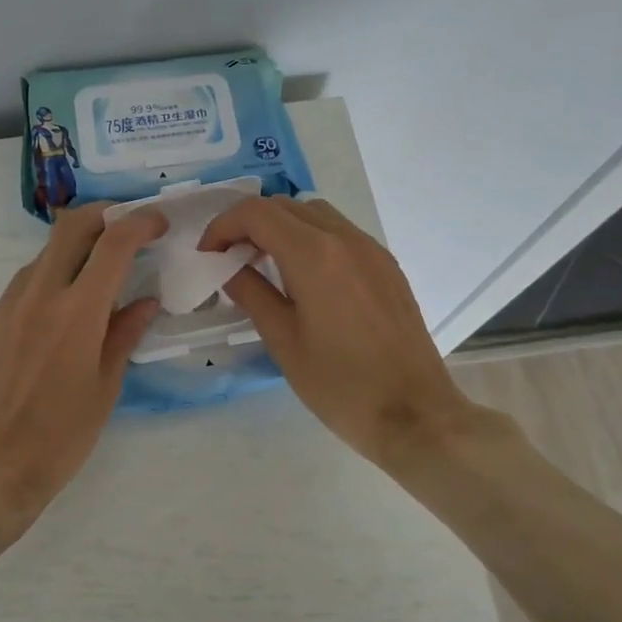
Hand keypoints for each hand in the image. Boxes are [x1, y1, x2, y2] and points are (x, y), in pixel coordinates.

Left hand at [0, 202, 166, 553]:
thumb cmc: (61, 437)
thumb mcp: (106, 387)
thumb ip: (125, 335)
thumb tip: (144, 302)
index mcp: (77, 313)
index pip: (113, 244)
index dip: (140, 223)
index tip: (157, 223)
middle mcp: (39, 296)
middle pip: (70, 227)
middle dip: (103, 215)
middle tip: (126, 226)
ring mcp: (9, 306)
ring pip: (45, 253)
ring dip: (75, 246)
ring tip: (98, 269)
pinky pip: (25, 281)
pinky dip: (51, 275)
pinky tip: (63, 302)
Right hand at [199, 196, 486, 471]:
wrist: (414, 414)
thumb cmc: (340, 385)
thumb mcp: (283, 341)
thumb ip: (251, 293)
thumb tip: (228, 268)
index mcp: (314, 255)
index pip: (256, 214)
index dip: (222, 226)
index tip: (207, 254)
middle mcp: (345, 239)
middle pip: (285, 206)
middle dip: (248, 224)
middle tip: (228, 258)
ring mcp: (371, 250)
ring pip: (314, 214)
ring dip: (281, 227)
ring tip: (263, 263)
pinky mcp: (387, 266)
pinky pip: (340, 233)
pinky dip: (310, 238)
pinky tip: (302, 276)